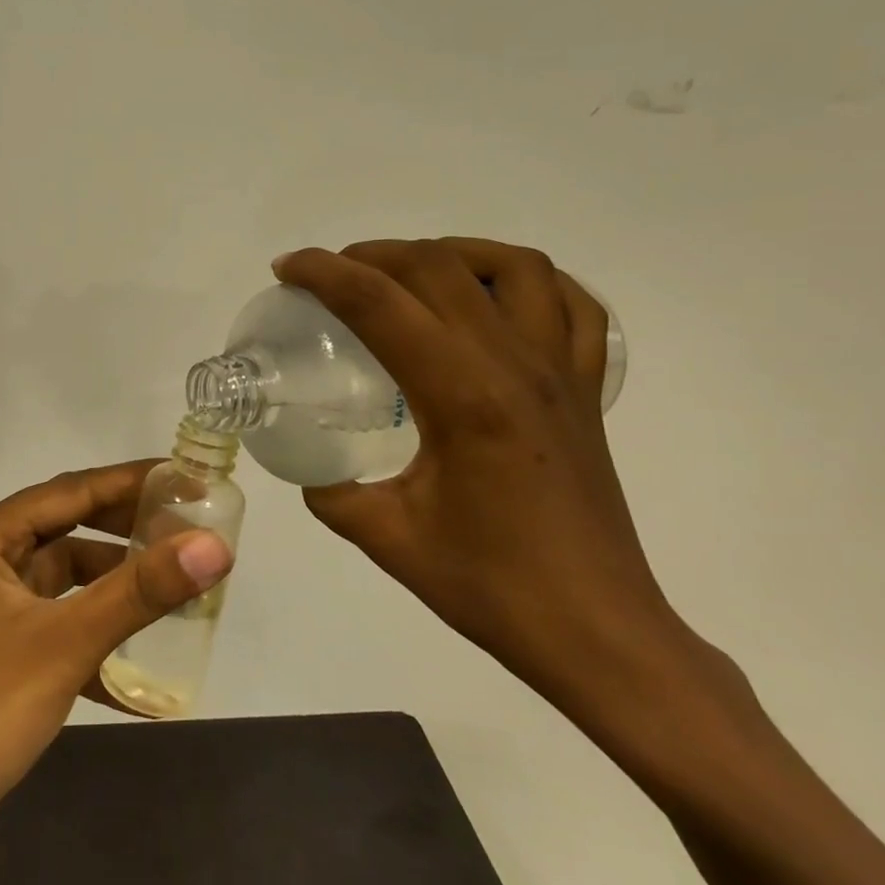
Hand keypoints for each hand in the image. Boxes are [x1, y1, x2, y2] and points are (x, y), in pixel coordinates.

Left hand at [0, 461, 233, 852]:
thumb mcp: (67, 642)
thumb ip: (142, 590)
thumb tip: (215, 545)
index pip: (68, 490)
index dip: (129, 481)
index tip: (185, 478)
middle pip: (65, 528)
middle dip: (124, 531)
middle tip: (186, 529)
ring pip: (61, 579)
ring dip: (111, 586)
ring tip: (172, 590)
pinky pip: (54, 625)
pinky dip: (92, 638)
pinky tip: (138, 676)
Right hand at [275, 238, 696, 720]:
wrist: (598, 632)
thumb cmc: (491, 587)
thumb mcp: (387, 538)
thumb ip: (333, 493)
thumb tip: (309, 468)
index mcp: (462, 396)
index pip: (380, 304)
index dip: (324, 274)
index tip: (286, 268)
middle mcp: (515, 365)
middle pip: (438, 268)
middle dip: (372, 254)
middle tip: (330, 275)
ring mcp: (560, 371)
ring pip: (513, 268)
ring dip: (450, 252)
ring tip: (408, 273)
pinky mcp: (585, 390)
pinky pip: (572, 305)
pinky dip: (528, 282)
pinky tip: (492, 297)